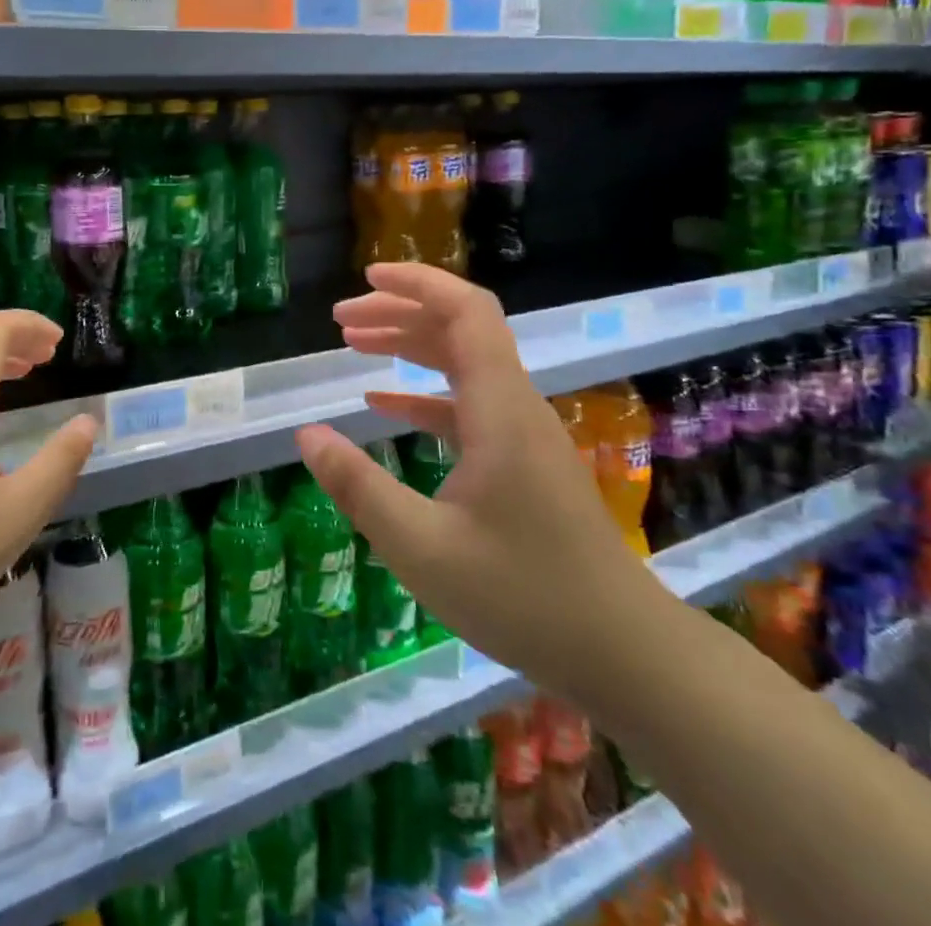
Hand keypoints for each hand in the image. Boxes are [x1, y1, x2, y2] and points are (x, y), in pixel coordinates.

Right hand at [295, 264, 657, 698]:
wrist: (623, 652)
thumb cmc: (522, 597)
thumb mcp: (421, 547)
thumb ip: (359, 486)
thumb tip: (307, 435)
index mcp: (498, 408)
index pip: (465, 312)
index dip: (418, 283)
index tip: (367, 278)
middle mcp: (515, 405)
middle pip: (459, 329)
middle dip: (400, 313)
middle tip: (342, 320)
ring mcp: (523, 433)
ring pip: (464, 364)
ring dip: (411, 347)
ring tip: (355, 345)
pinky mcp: (523, 461)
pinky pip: (469, 404)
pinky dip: (424, 393)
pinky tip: (385, 405)